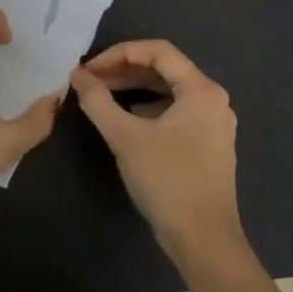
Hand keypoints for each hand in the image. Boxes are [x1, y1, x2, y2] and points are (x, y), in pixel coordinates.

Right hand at [69, 40, 243, 259]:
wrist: (204, 240)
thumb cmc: (167, 181)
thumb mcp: (125, 137)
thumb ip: (98, 101)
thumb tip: (78, 76)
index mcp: (201, 90)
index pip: (158, 51)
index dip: (119, 53)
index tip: (89, 68)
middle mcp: (213, 99)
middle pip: (165, 69)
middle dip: (124, 70)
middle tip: (90, 81)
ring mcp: (214, 123)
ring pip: (170, 91)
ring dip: (135, 88)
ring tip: (102, 96)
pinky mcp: (209, 144)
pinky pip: (176, 111)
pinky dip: (149, 108)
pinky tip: (127, 119)